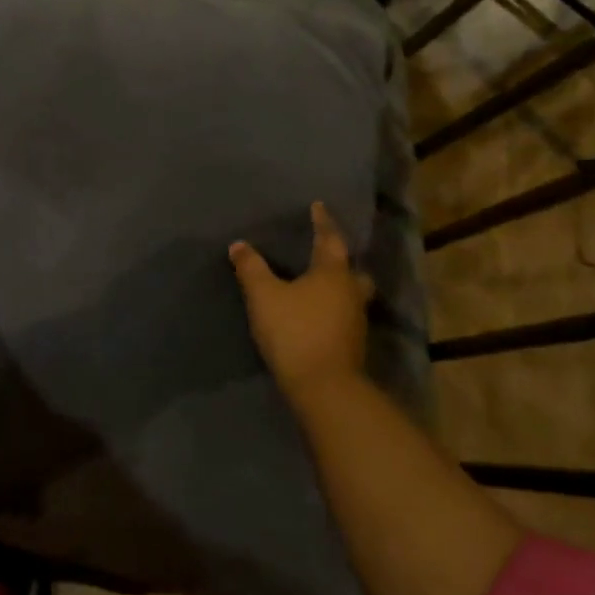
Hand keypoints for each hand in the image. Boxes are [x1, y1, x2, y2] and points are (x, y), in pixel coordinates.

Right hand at [229, 202, 372, 408]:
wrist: (324, 387)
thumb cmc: (295, 331)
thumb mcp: (264, 295)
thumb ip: (251, 268)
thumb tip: (239, 245)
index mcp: (333, 273)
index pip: (329, 239)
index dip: (322, 222)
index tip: (318, 207)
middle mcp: (350, 292)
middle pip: (350, 269)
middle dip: (338, 260)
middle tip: (323, 253)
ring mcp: (355, 321)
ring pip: (350, 294)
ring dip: (337, 286)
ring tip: (316, 283)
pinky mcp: (351, 344)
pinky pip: (342, 315)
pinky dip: (332, 308)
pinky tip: (316, 313)